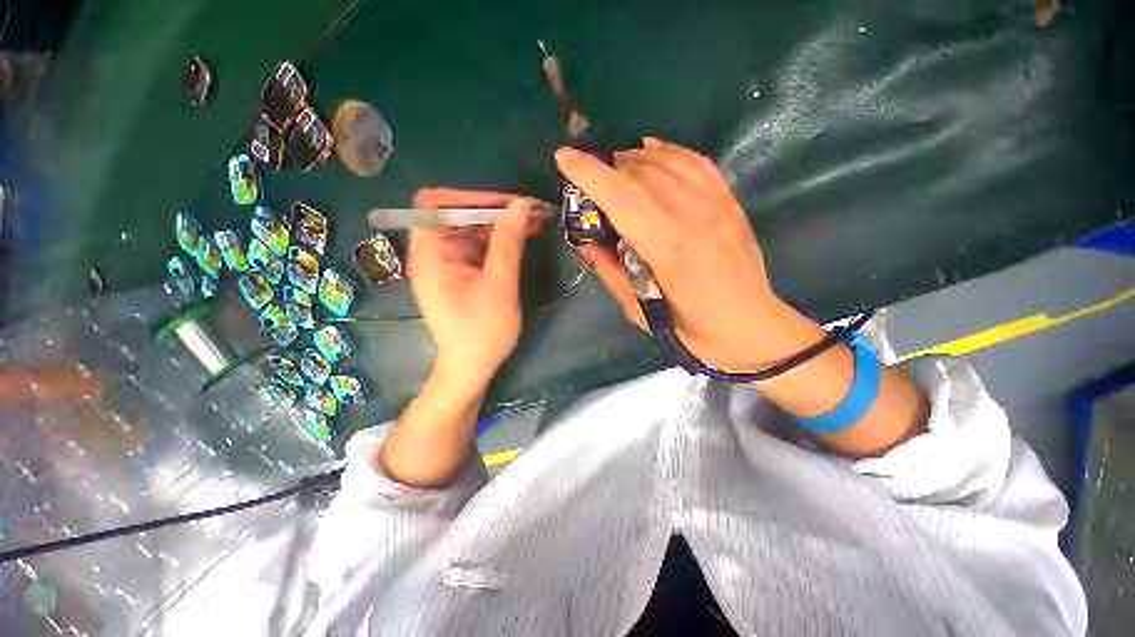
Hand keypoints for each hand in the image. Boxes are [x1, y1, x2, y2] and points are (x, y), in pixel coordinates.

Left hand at [408, 188, 537, 394]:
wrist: (472, 367)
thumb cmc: (482, 332)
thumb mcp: (499, 286)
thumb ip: (508, 243)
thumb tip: (521, 205)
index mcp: (430, 255)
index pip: (436, 205)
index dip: (470, 197)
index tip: (506, 204)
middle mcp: (433, 253)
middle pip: (458, 215)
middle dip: (494, 210)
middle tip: (531, 210)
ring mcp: (447, 262)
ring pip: (472, 229)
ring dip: (502, 224)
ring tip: (535, 221)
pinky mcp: (461, 271)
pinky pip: (479, 245)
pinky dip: (500, 239)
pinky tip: (524, 237)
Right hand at [556, 137, 788, 370]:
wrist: (748, 325)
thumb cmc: (689, 328)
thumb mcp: (638, 310)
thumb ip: (608, 270)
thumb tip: (583, 240)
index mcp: (669, 249)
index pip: (623, 197)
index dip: (590, 174)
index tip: (563, 158)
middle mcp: (694, 216)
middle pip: (642, 173)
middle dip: (606, 168)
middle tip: (586, 180)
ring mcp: (717, 203)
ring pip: (666, 161)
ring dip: (631, 158)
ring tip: (611, 169)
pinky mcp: (729, 200)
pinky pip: (694, 161)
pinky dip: (666, 150)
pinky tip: (648, 150)